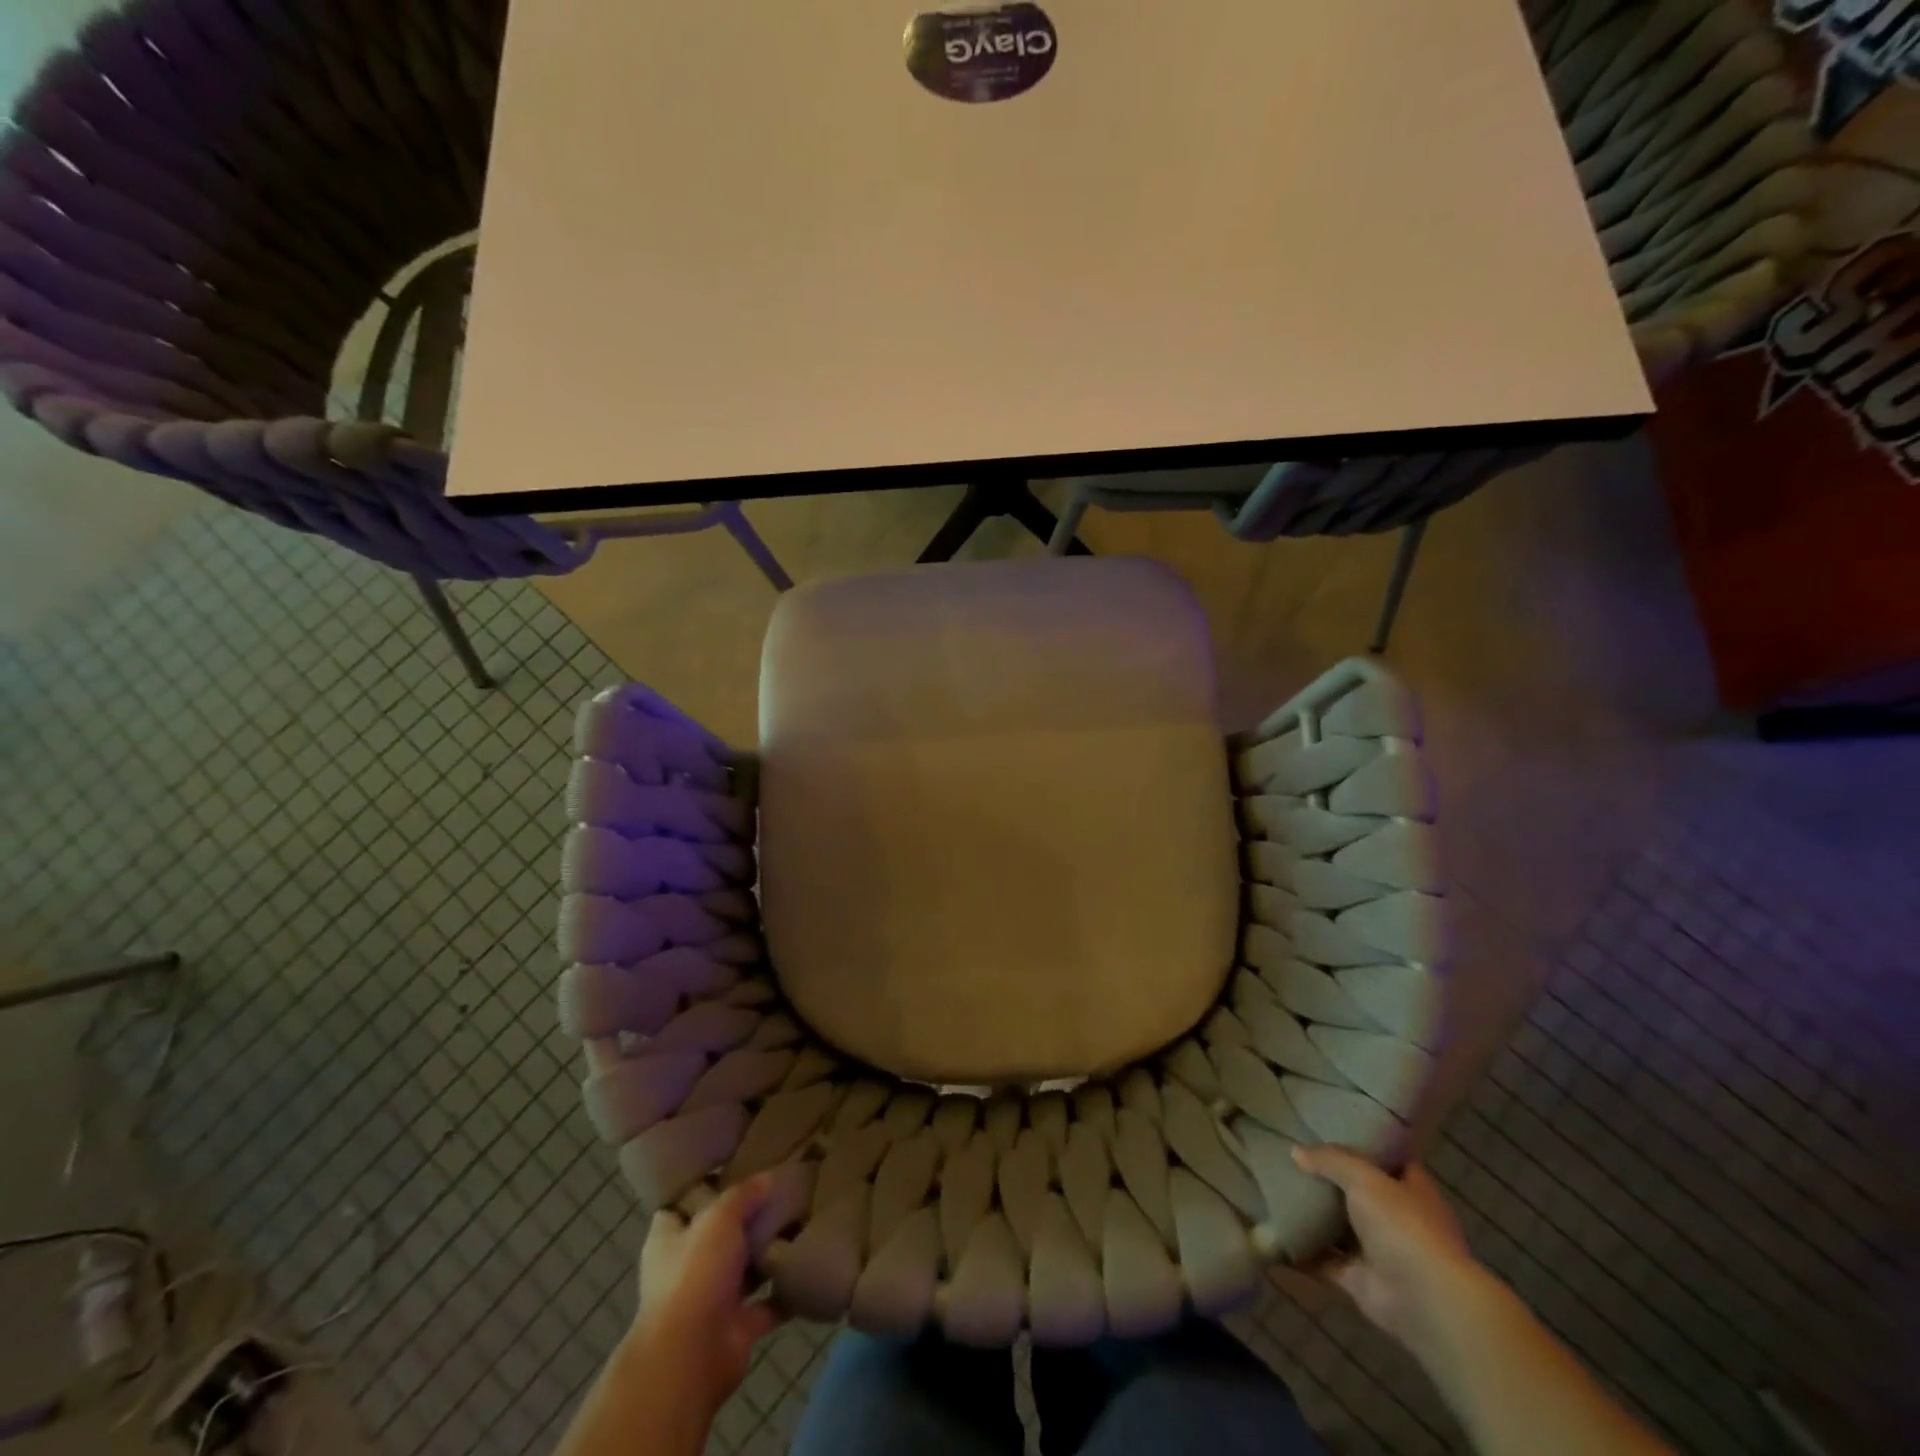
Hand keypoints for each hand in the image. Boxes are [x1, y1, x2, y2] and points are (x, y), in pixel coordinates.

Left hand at [630, 1176, 785, 1419]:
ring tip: (802, 1221)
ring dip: (767, 1254)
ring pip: (744, 1269)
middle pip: (719, 1235)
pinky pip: (766, 1304)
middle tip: (782, 1190)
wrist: (692, 1357)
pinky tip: (809, 1266)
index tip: (737, 1166)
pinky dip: (785, 1292)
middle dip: (746, 1219)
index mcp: (669, 1239)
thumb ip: (743, 1195)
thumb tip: (766, 1178)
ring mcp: (711, 1300)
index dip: (706, 1186)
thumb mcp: (719, 1217)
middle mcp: (686, 1268)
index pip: (683, 1204)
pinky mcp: (735, 1328)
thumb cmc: (695, 1274)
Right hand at [1292, 1144, 1481, 1354]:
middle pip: (1358, 1192)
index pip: (1388, 1159)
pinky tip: (1273, 1234)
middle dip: (1328, 1179)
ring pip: (1339, 1228)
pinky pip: (1324, 1260)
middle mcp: (1398, 1219)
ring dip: (1313, 1216)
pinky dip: (1302, 1252)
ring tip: (1274, 1191)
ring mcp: (1379, 1252)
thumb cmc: (1403, 1226)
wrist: (1425, 1301)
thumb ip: (1331, 1160)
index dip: (1362, 1144)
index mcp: (1412, 1189)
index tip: (1329, 1128)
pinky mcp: (1359, 1280)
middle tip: (1291, 1156)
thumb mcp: (1364, 1177)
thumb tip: (1296, 1151)